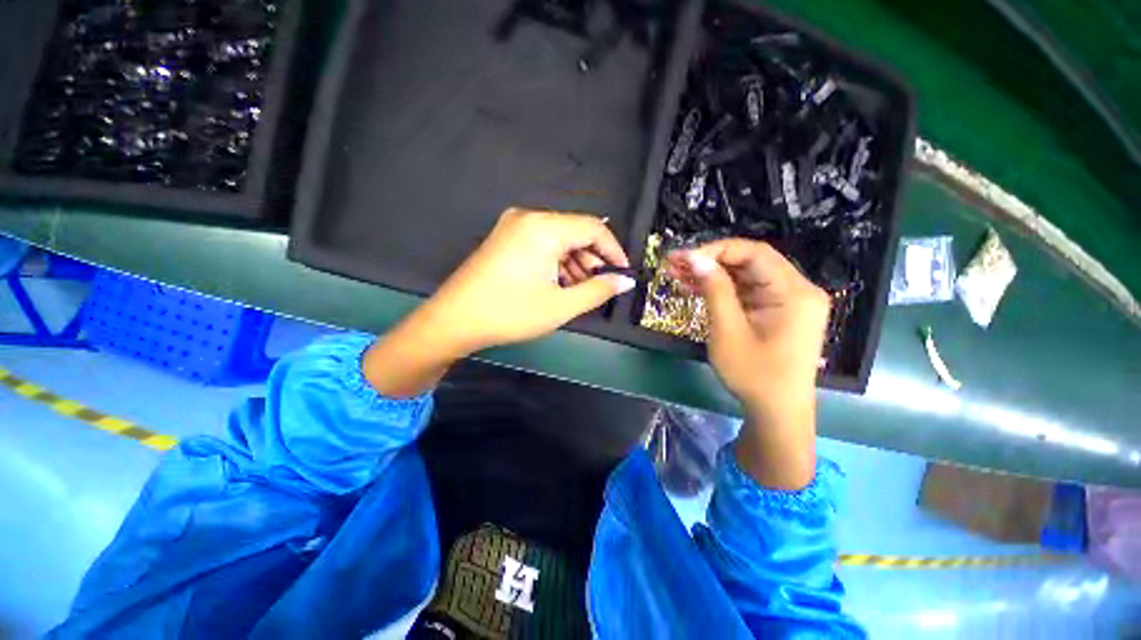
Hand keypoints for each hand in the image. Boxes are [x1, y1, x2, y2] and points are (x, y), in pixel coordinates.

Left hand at [365, 208, 634, 396]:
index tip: (623, 274)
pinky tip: (558, 285)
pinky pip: (541, 244)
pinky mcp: (504, 239)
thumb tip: (625, 281)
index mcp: (544, 227)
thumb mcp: (561, 305)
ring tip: (578, 291)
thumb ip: (598, 290)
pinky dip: (556, 263)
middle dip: (592, 260)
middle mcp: (529, 218)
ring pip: (558, 240)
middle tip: (599, 288)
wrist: (454, 320)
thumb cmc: (510, 313)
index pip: (594, 228)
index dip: (614, 251)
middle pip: (575, 232)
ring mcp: (513, 227)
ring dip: (574, 263)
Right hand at [667, 239, 829, 488]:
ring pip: (747, 276)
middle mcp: (798, 290)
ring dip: (714, 274)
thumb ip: (714, 290)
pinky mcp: (779, 311)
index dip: (716, 250)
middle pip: (751, 262)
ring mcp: (790, 301)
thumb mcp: (728, 332)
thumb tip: (695, 258)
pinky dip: (723, 289)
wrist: (777, 412)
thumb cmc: (754, 375)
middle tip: (675, 264)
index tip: (684, 258)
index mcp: (794, 292)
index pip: (754, 253)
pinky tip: (697, 288)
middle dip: (711, 261)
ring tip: (679, 274)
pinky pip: (749, 291)